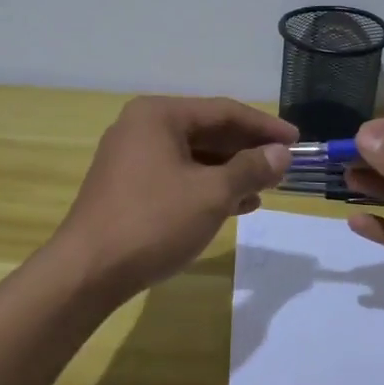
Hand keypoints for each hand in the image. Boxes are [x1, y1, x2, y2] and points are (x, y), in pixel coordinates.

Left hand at [57, 96, 297, 298]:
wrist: (87, 273)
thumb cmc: (153, 222)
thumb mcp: (211, 194)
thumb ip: (250, 169)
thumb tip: (281, 154)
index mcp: (159, 115)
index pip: (224, 111)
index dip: (264, 126)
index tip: (297, 141)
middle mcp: (143, 127)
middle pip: (208, 131)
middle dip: (248, 150)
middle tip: (284, 166)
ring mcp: (132, 158)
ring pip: (194, 156)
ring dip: (231, 171)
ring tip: (266, 188)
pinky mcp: (129, 187)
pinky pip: (178, 176)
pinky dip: (208, 187)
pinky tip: (236, 205)